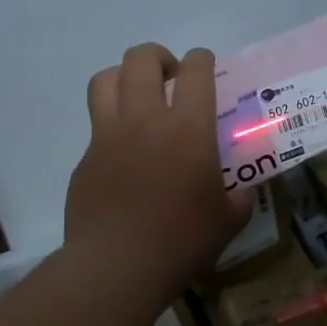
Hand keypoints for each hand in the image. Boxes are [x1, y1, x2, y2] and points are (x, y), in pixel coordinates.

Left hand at [64, 44, 252, 308]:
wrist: (116, 268)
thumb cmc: (181, 241)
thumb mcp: (229, 220)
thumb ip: (239, 196)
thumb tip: (241, 189)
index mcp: (188, 128)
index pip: (195, 70)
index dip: (203, 59)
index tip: (207, 67)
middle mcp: (144, 120)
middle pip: (141, 59)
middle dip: (159, 57)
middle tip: (171, 78)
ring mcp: (107, 136)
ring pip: (105, 80)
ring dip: (124, 77)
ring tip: (139, 97)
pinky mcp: (85, 159)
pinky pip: (96, 125)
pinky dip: (112, 124)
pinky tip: (125, 155)